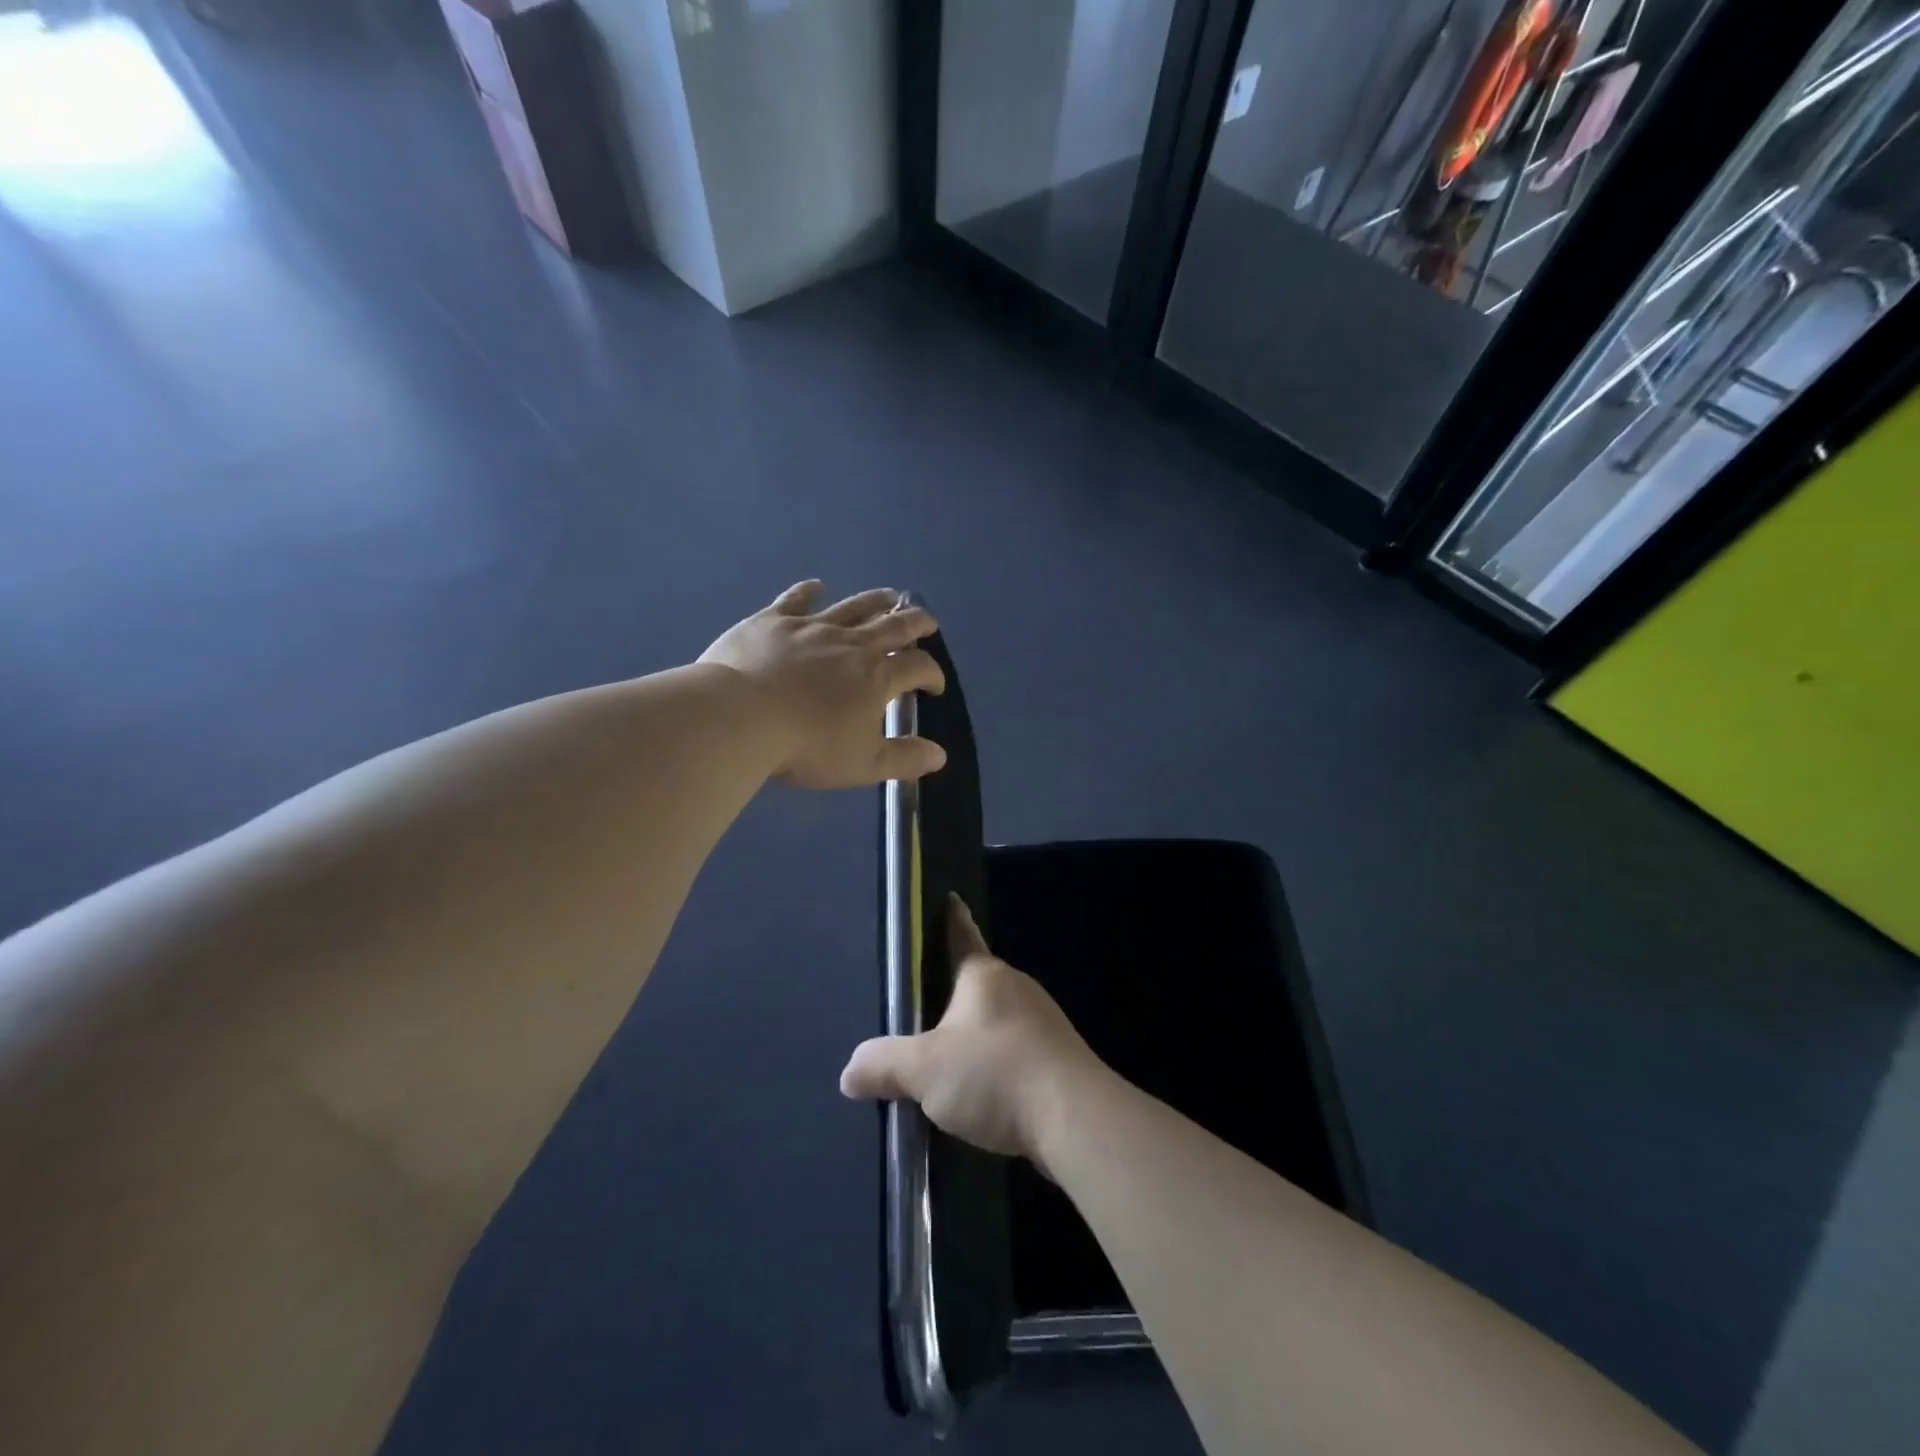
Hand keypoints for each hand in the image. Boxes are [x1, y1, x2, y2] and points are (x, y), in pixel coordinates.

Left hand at [699, 581, 947, 789]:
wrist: (741, 717)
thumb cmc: (807, 746)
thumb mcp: (864, 764)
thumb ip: (904, 759)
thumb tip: (940, 756)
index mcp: (877, 678)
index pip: (917, 667)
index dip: (932, 674)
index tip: (934, 686)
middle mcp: (852, 644)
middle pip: (895, 625)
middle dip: (917, 624)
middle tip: (928, 622)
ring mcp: (813, 627)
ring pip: (854, 606)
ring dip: (877, 600)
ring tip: (891, 597)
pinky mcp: (775, 621)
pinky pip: (797, 599)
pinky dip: (810, 590)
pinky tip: (817, 586)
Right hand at [840, 895, 1105, 1171]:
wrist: (1075, 1120)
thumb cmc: (995, 1074)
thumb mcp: (925, 1070)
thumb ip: (884, 1065)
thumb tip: (849, 1072)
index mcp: (984, 976)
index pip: (962, 935)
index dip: (952, 918)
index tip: (951, 898)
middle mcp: (1016, 989)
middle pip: (976, 983)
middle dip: (951, 995)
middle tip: (919, 1010)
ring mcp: (1042, 1024)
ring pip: (996, 1021)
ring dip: (973, 1036)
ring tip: (945, 1060)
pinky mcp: (1057, 1061)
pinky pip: (1014, 1053)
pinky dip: (994, 1066)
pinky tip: (980, 1092)